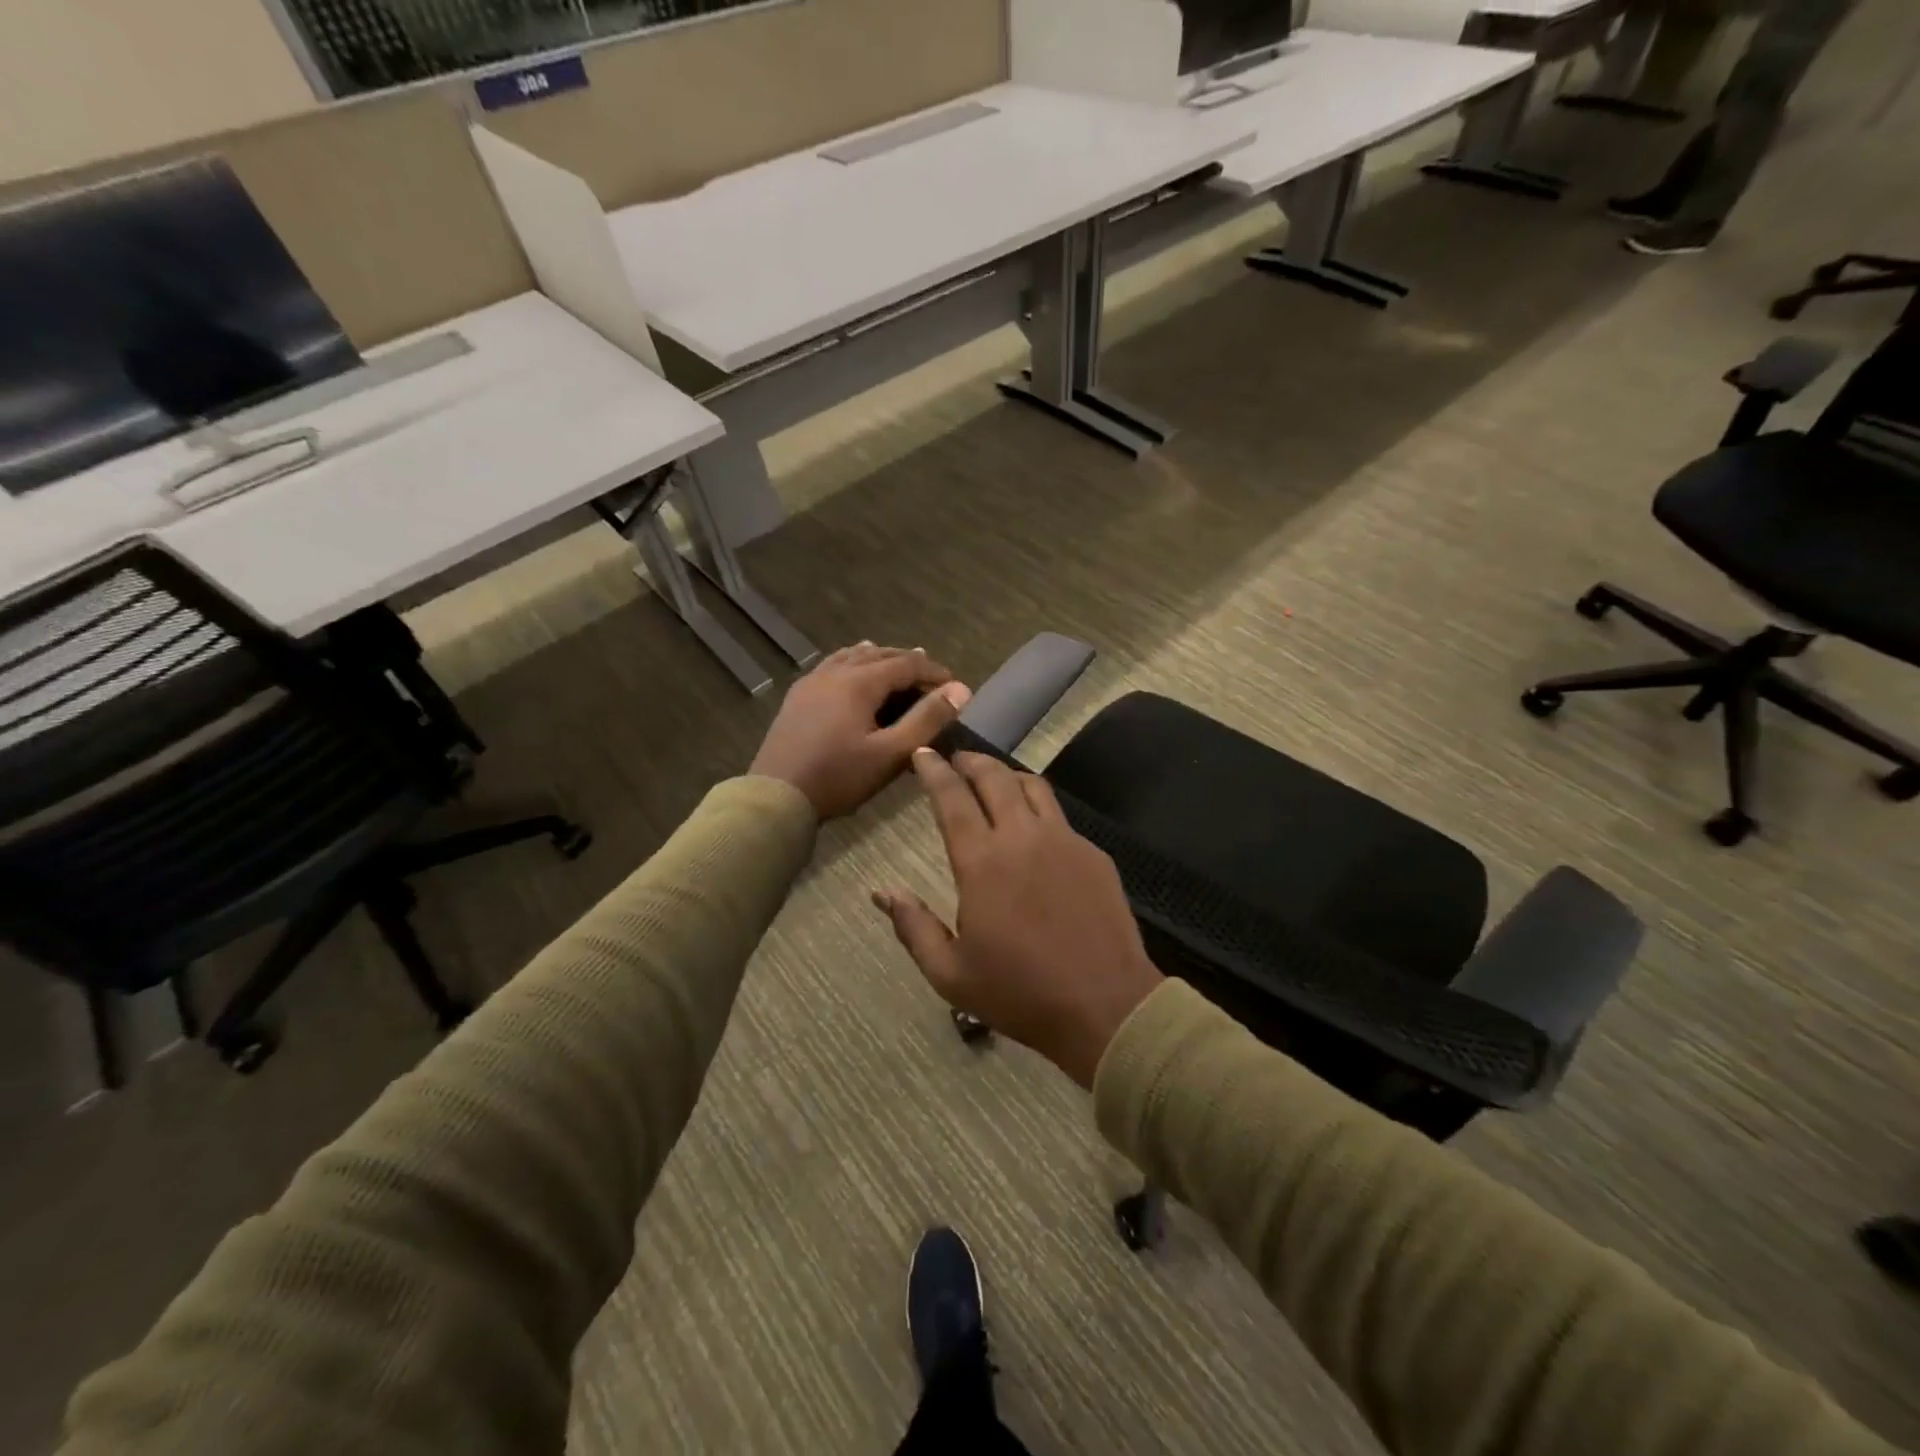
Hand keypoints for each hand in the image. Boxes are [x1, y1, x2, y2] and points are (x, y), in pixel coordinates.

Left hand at [750, 644, 971, 818]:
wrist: (776, 796)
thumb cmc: (838, 777)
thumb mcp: (891, 753)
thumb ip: (927, 720)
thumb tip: (960, 690)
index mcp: (859, 682)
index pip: (906, 664)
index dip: (934, 672)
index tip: (955, 687)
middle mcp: (835, 672)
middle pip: (880, 655)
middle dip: (909, 663)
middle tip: (933, 679)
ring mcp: (812, 682)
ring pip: (853, 657)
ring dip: (880, 659)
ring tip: (898, 663)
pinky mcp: (798, 696)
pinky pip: (832, 666)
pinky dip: (852, 662)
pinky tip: (852, 669)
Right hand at [875, 750, 1162, 1087]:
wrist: (1106, 1006)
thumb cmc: (1020, 993)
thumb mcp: (950, 974)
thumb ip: (913, 926)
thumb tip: (882, 892)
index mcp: (982, 862)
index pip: (952, 798)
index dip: (934, 771)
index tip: (923, 755)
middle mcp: (1022, 837)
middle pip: (994, 777)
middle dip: (970, 761)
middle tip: (955, 760)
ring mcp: (1064, 841)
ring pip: (1032, 786)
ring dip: (1006, 775)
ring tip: (993, 781)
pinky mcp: (1093, 854)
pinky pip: (1059, 816)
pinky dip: (1037, 806)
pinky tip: (1033, 828)